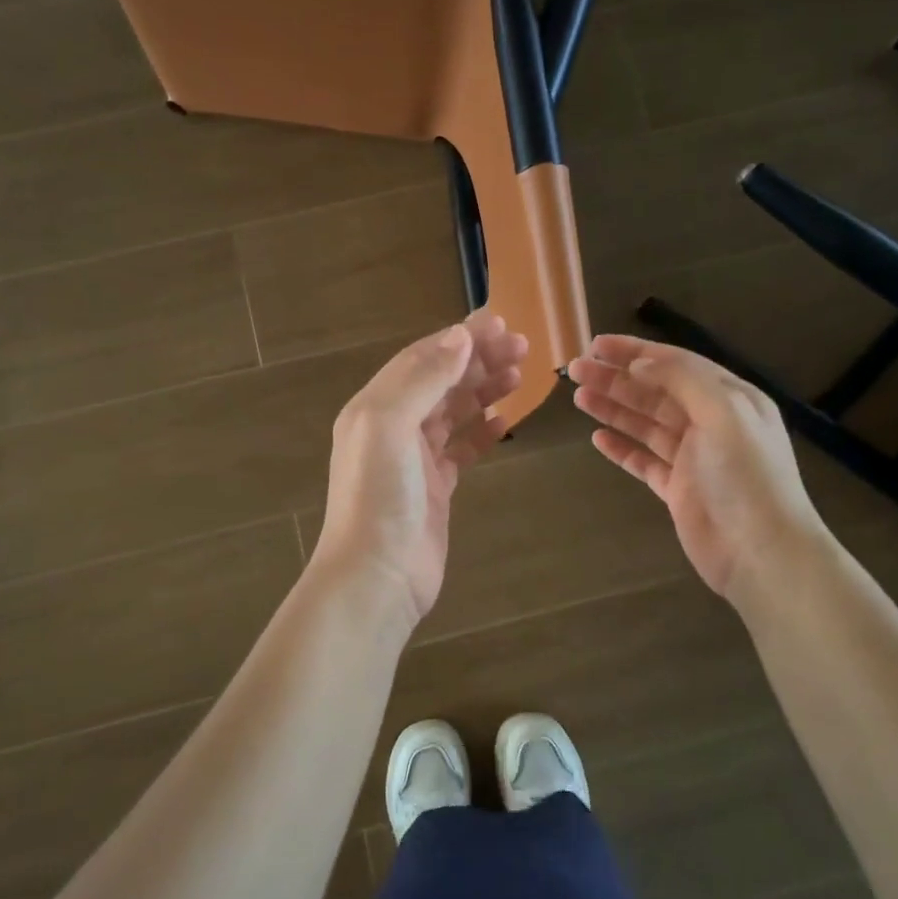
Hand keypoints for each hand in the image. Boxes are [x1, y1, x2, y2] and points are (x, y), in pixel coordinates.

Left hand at [312, 311, 527, 621]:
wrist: (377, 575)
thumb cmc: (379, 496)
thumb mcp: (391, 425)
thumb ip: (423, 379)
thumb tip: (459, 337)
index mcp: (375, 406)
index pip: (420, 359)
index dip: (459, 339)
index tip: (500, 323)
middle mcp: (392, 427)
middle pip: (440, 382)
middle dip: (478, 360)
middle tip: (522, 346)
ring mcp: (414, 459)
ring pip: (453, 412)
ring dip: (484, 390)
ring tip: (519, 374)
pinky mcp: (435, 488)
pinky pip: (461, 448)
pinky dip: (482, 431)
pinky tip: (505, 421)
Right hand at [567, 334, 825, 602]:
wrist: (761, 552)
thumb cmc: (746, 477)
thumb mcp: (724, 413)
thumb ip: (682, 381)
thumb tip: (639, 364)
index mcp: (729, 398)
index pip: (675, 364)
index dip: (635, 352)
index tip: (596, 345)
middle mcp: (711, 422)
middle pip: (655, 392)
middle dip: (616, 379)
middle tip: (576, 370)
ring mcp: (693, 457)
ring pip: (646, 424)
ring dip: (613, 408)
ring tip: (578, 397)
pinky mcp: (678, 489)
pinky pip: (644, 461)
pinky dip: (621, 448)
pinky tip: (597, 438)